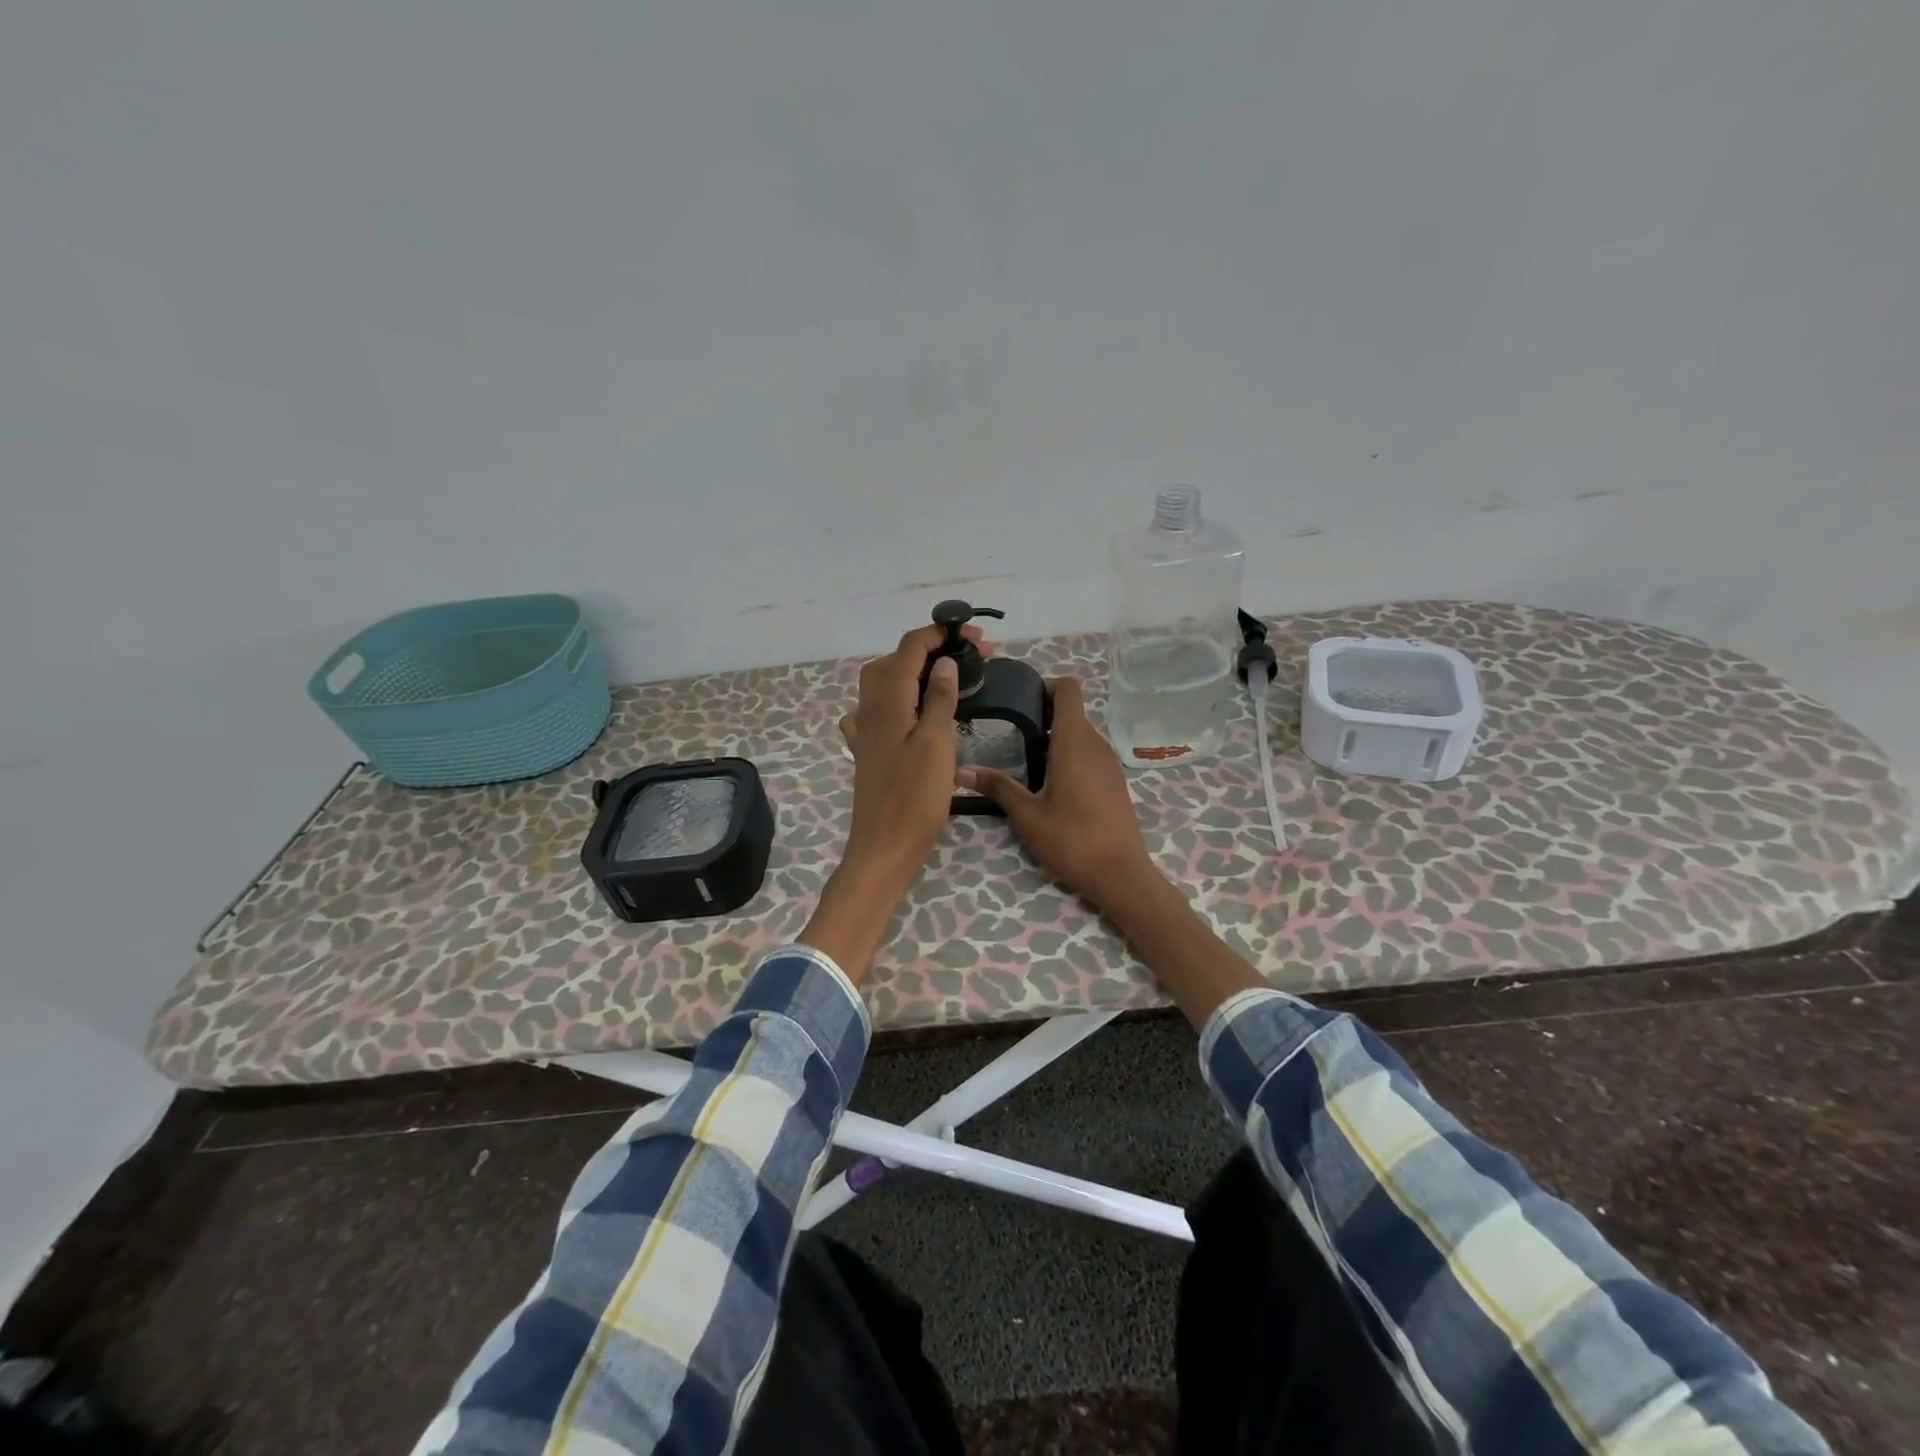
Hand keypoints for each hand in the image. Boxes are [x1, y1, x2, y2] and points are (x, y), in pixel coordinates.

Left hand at [801, 623, 982, 978]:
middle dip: (932, 650)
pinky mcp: (869, 750)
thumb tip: (944, 662)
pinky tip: (907, 710)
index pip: (910, 648)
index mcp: (888, 700)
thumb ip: (938, 698)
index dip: (941, 634)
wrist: (884, 847)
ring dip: (915, 671)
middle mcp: (870, 708)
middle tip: (972, 658)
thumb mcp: (935, 743)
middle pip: (896, 661)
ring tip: (947, 676)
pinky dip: (897, 699)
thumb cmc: (914, 797)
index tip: (977, 638)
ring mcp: (866, 730)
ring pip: (885, 683)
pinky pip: (878, 711)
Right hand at [958, 676, 1163, 913]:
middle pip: (1071, 711)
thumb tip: (960, 770)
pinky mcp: (1114, 780)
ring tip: (1024, 757)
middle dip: (1042, 713)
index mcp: (1074, 742)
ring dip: (1055, 736)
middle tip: (1009, 731)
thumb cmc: (1072, 840)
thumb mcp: (1027, 815)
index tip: (1019, 700)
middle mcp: (1096, 744)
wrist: (1121, 875)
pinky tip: (1049, 782)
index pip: (1068, 689)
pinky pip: (1089, 752)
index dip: (1044, 686)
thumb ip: (997, 787)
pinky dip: (1069, 754)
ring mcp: (1109, 763)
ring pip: (1080, 733)